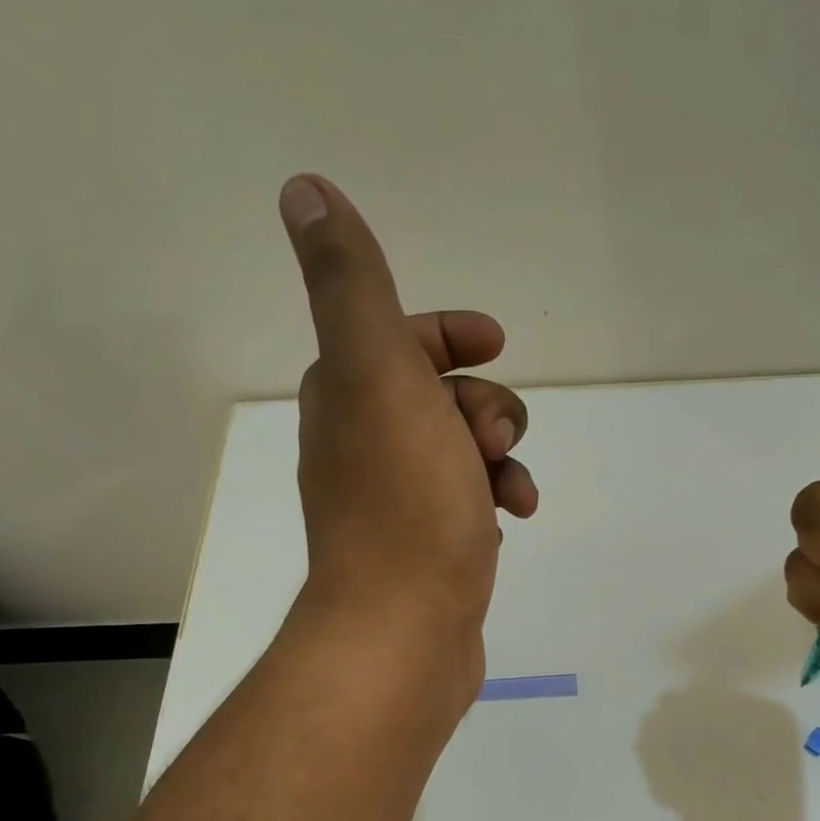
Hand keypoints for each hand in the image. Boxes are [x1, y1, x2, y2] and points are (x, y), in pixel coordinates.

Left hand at [279, 174, 536, 694]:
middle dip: (484, 405)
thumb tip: (304, 189)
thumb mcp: (381, 376)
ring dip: (501, 455)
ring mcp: (397, 503)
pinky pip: (471, 501)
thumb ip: (351, 286)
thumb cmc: (405, 506)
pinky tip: (514, 520)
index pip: (396, 338)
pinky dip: (497, 498)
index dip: (448, 332)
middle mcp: (364, 446)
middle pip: (441, 395)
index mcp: (348, 399)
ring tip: (515, 491)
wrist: (404, 631)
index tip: (495, 343)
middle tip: (493, 441)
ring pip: (464, 451)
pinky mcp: (429, 549)